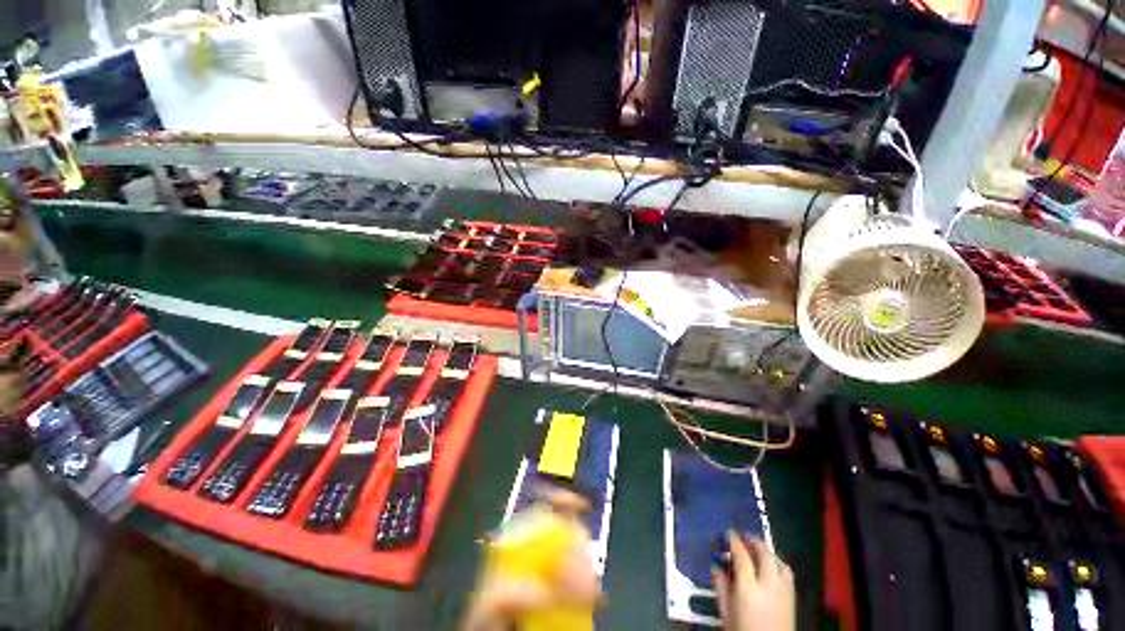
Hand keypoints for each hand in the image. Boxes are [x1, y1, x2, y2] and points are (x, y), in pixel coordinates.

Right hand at [713, 531, 794, 630]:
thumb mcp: (725, 611)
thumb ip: (721, 586)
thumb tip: (716, 564)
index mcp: (749, 587)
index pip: (741, 555)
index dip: (733, 540)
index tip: (727, 531)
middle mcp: (768, 585)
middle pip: (763, 553)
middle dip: (752, 540)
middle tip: (742, 536)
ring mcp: (784, 591)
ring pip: (778, 561)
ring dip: (766, 551)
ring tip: (756, 549)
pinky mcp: (793, 598)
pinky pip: (787, 572)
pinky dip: (778, 563)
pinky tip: (770, 566)